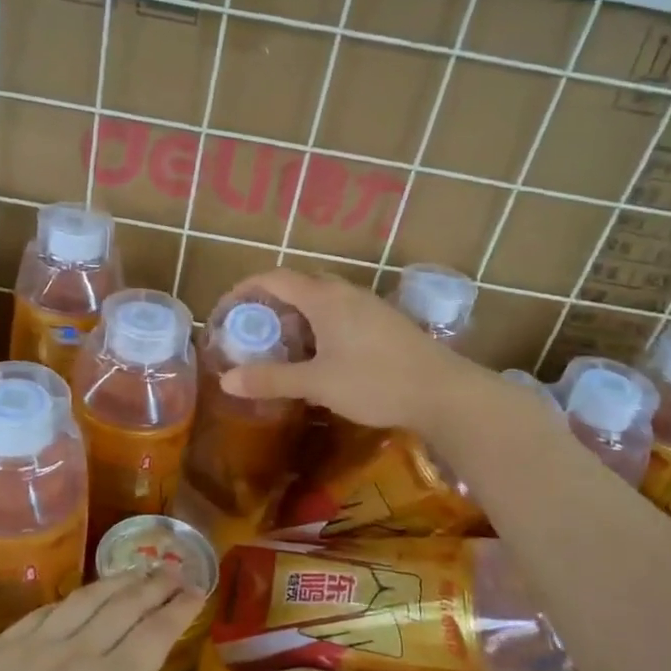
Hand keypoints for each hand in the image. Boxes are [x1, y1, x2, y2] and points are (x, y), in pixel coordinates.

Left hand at [0, 569, 204, 670]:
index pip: (153, 634)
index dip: (179, 609)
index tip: (197, 591)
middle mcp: (71, 657)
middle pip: (121, 606)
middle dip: (153, 585)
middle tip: (173, 572)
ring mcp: (26, 650)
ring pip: (81, 601)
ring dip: (114, 582)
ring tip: (134, 573)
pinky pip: (39, 614)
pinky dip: (68, 601)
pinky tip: (75, 602)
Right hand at [218, 269, 492, 434]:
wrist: (445, 392)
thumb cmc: (376, 382)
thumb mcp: (317, 384)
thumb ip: (271, 379)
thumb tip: (226, 381)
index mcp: (324, 298)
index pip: (274, 278)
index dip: (244, 289)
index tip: (225, 311)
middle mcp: (345, 293)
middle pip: (297, 286)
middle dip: (269, 305)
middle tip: (252, 333)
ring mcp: (368, 306)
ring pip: (321, 301)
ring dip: (295, 318)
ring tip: (281, 349)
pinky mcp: (383, 323)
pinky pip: (339, 314)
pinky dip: (318, 327)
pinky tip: (320, 359)